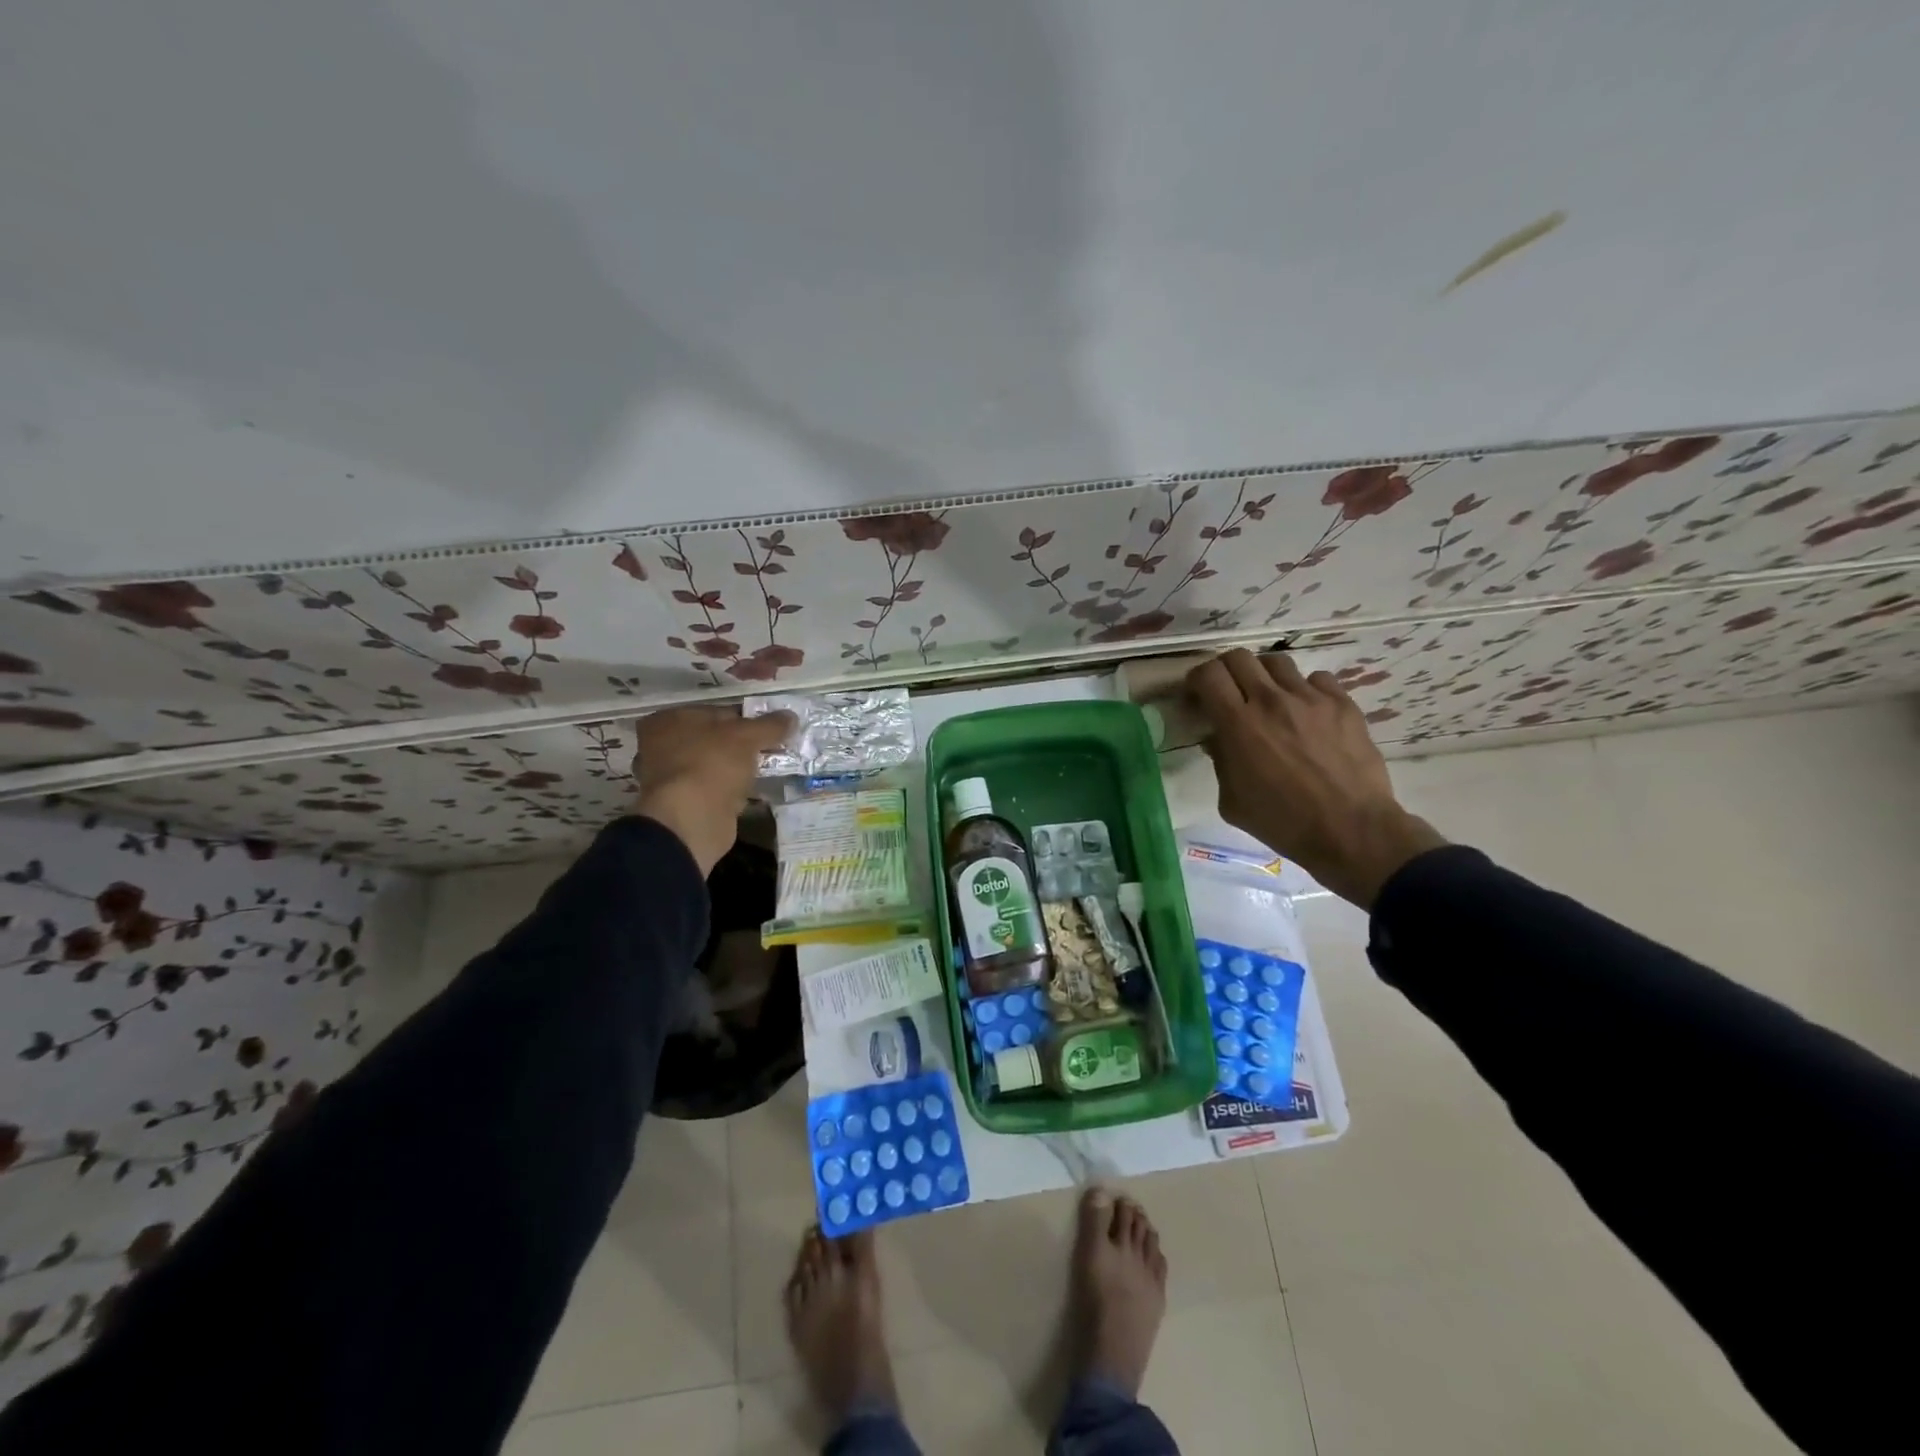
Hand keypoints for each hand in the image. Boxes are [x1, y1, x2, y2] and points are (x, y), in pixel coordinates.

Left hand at [631, 706, 796, 876]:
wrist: (691, 819)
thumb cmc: (712, 764)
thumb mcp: (747, 737)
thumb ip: (770, 725)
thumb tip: (791, 716)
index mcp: (667, 720)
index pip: (715, 712)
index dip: (745, 719)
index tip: (769, 730)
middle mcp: (659, 746)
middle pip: (712, 740)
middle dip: (739, 746)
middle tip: (770, 750)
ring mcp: (668, 779)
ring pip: (712, 766)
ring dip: (734, 770)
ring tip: (763, 771)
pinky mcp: (681, 805)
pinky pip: (712, 791)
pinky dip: (728, 792)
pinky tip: (749, 793)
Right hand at [1186, 650, 1445, 908]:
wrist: (1350, 830)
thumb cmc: (1283, 822)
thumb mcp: (1231, 801)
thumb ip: (1220, 761)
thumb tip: (1218, 739)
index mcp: (1238, 724)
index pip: (1209, 675)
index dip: (1197, 680)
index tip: (1198, 696)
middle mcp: (1271, 701)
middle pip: (1239, 657)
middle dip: (1226, 670)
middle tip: (1228, 692)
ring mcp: (1310, 698)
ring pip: (1277, 662)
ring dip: (1264, 675)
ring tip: (1268, 697)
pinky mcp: (1342, 704)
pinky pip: (1317, 679)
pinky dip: (1304, 689)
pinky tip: (1305, 711)